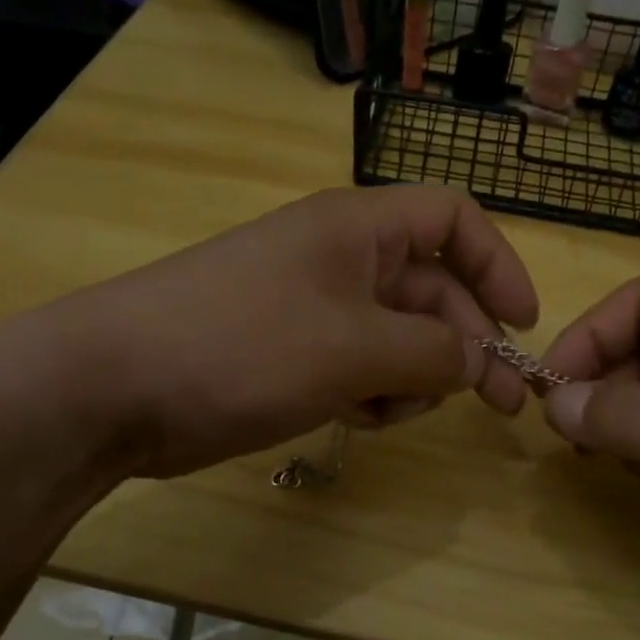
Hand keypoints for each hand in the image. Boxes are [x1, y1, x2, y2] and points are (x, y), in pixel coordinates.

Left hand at [68, 187, 538, 478]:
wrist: (116, 386)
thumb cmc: (243, 346)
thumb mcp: (354, 347)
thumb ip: (432, 350)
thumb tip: (479, 358)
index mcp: (359, 229)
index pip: (452, 219)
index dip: (497, 265)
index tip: (523, 325)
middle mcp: (340, 260)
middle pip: (431, 289)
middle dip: (465, 344)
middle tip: (497, 404)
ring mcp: (312, 309)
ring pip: (397, 337)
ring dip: (413, 377)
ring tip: (394, 411)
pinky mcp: (289, 354)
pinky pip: (357, 367)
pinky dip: (372, 393)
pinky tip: (357, 420)